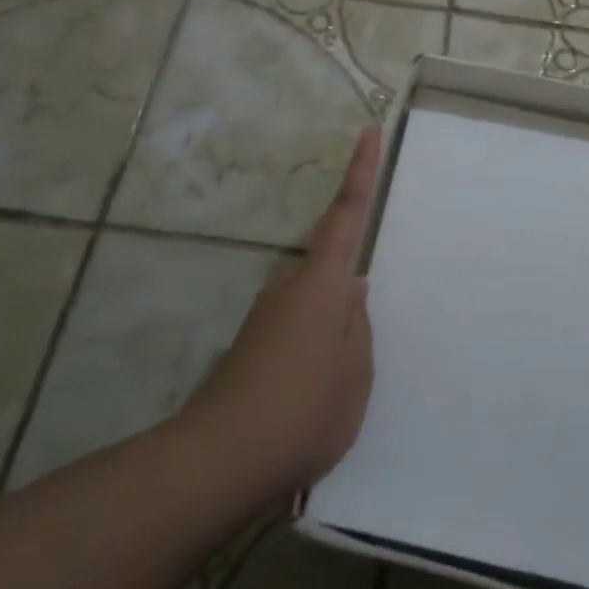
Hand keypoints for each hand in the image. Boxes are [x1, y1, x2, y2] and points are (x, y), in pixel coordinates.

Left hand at [184, 127, 378, 498]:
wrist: (220, 459)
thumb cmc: (304, 407)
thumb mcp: (355, 371)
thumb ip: (358, 325)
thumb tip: (351, 294)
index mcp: (324, 282)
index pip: (347, 212)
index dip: (361, 170)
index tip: (367, 130)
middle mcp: (290, 286)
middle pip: (329, 261)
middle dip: (349, 280)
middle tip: (364, 329)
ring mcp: (267, 316)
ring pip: (314, 301)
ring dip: (332, 325)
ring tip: (342, 380)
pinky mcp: (252, 346)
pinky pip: (297, 328)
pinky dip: (314, 346)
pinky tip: (316, 392)